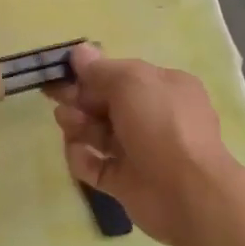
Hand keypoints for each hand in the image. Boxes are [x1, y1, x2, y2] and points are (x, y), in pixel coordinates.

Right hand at [45, 44, 241, 245]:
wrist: (186, 193)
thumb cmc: (161, 125)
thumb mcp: (131, 82)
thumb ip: (100, 69)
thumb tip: (79, 52)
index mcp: (163, 88)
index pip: (120, 76)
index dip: (89, 74)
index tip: (61, 74)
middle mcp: (152, 117)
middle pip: (104, 104)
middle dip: (79, 100)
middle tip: (57, 99)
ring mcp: (138, 151)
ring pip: (97, 133)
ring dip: (77, 125)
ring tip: (69, 125)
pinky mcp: (124, 181)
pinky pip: (94, 165)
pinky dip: (82, 158)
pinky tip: (80, 154)